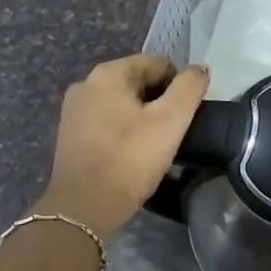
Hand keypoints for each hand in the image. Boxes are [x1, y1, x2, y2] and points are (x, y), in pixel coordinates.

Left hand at [36, 53, 209, 238]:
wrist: (84, 207)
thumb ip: (189, 89)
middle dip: (159, 101)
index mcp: (107, 74)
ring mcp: (73, 111)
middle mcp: (85, 84)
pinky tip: (133, 153)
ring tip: (156, 144)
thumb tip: (200, 70)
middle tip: (174, 131)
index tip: (187, 114)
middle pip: (137, 81)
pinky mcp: (70, 135)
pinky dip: (124, 131)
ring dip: (142, 117)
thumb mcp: (170, 121)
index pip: (156, 63)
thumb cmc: (130, 159)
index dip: (179, 84)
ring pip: (121, 103)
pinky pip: (106, 122)